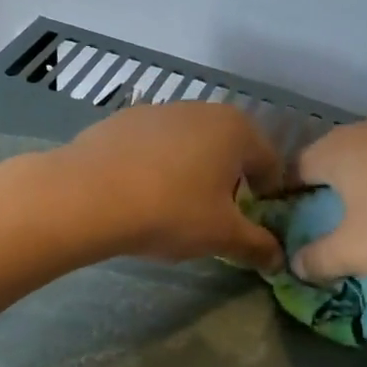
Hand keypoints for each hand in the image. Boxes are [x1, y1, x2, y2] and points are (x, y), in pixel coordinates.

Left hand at [53, 102, 285, 270]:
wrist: (87, 195)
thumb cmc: (170, 211)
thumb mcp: (222, 236)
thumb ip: (257, 245)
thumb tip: (278, 258)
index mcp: (237, 130)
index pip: (270, 163)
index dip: (268, 196)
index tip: (253, 222)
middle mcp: (203, 109)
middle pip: (229, 149)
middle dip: (229, 181)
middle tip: (215, 216)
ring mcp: (160, 110)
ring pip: (190, 144)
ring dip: (192, 171)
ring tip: (173, 207)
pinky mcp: (123, 119)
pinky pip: (154, 146)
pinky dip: (156, 166)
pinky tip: (139, 193)